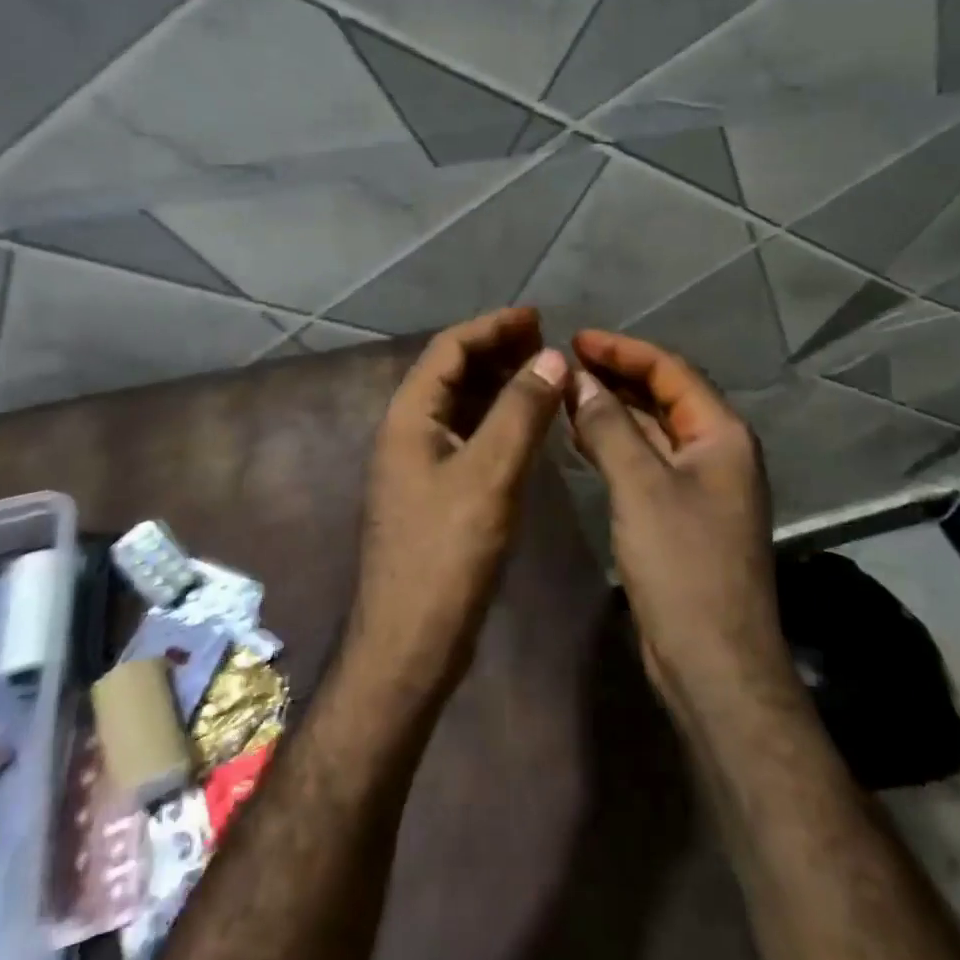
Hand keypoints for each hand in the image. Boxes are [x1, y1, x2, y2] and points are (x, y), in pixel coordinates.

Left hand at [349, 307, 569, 698]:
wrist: (410, 642)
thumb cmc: (446, 554)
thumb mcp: (489, 474)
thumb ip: (521, 411)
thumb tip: (552, 356)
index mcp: (409, 416)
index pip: (449, 348)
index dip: (492, 326)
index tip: (537, 317)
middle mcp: (408, 430)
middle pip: (453, 372)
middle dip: (498, 350)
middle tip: (546, 341)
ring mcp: (419, 463)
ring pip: (461, 405)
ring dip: (500, 384)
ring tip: (545, 373)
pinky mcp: (435, 491)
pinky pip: (468, 436)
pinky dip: (498, 419)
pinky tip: (529, 424)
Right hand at [566, 330, 794, 723]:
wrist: (713, 662)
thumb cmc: (682, 564)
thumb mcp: (640, 485)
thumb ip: (608, 425)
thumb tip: (577, 379)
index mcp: (721, 434)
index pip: (670, 370)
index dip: (622, 350)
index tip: (575, 340)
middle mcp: (717, 451)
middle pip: (663, 395)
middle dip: (616, 376)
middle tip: (564, 364)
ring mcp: (701, 485)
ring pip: (653, 429)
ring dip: (613, 409)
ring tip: (565, 394)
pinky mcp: (682, 514)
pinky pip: (646, 461)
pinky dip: (615, 444)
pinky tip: (581, 439)